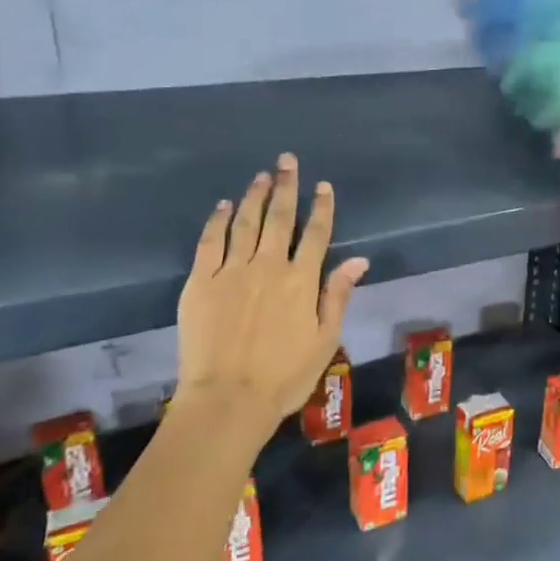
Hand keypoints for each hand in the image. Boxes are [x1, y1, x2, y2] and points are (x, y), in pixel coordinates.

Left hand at [175, 154, 368, 434]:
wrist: (228, 399)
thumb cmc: (284, 376)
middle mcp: (268, 266)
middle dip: (286, 187)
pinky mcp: (200, 281)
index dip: (321, 208)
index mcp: (301, 281)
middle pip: (279, 218)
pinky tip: (224, 205)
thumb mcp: (325, 340)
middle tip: (287, 161)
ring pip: (245, 223)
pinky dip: (218, 220)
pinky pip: (210, 242)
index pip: (315, 234)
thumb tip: (359, 259)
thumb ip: (338, 295)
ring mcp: (231, 271)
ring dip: (254, 196)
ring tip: (261, 175)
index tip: (323, 186)